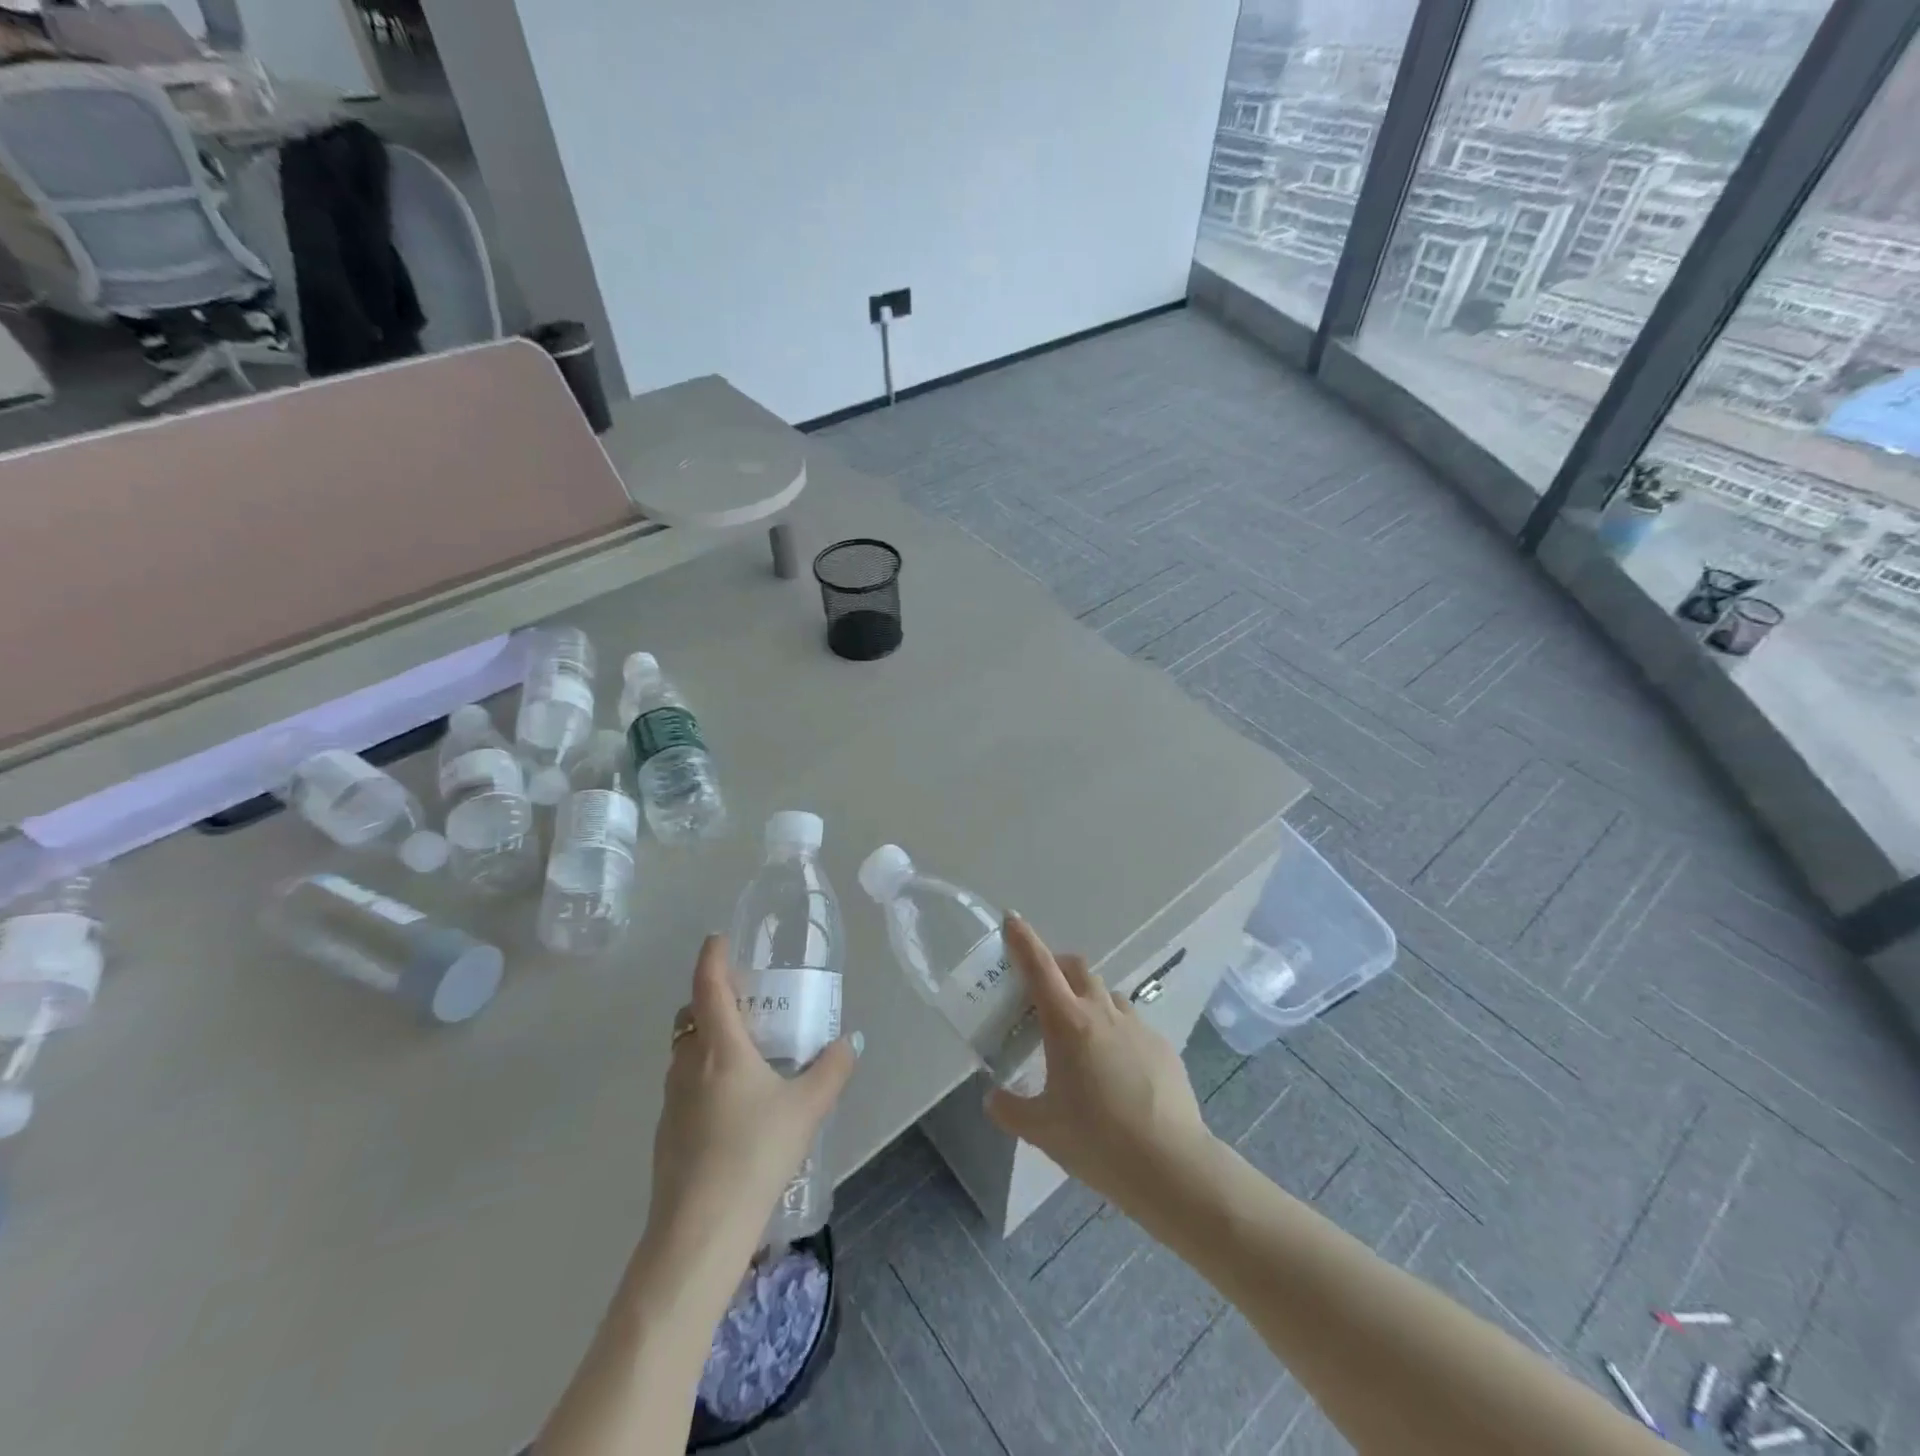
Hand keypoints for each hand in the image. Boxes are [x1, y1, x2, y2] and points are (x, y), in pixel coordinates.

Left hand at [645, 935, 858, 1258]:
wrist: (698, 1232)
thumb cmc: (754, 1154)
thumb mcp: (807, 1109)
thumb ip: (831, 1070)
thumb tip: (848, 1042)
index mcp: (719, 1047)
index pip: (709, 984)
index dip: (713, 956)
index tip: (720, 938)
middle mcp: (688, 1064)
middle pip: (690, 1015)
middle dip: (711, 999)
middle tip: (746, 1002)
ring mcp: (672, 1101)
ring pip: (685, 1052)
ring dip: (707, 1038)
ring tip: (746, 1053)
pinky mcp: (667, 1133)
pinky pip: (685, 1085)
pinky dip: (704, 1075)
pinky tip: (734, 1105)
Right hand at [984, 915, 1211, 1217]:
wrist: (1171, 1165)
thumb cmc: (1098, 1141)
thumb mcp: (1042, 1131)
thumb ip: (1010, 1110)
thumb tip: (992, 1099)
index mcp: (1067, 1023)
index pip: (1040, 967)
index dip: (1023, 940)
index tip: (1011, 919)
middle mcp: (1102, 1012)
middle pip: (1077, 968)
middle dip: (1057, 966)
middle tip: (1043, 991)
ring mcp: (1137, 1026)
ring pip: (1106, 994)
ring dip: (1088, 999)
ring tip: (1080, 1035)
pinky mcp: (1162, 1046)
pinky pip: (1131, 1025)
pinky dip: (1115, 1031)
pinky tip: (1116, 1070)